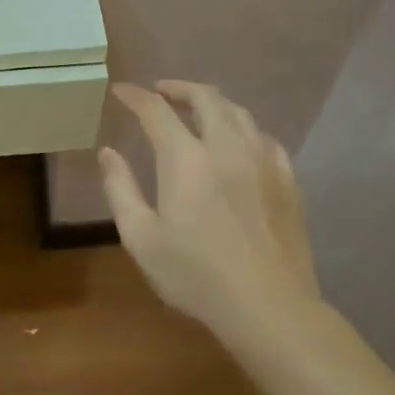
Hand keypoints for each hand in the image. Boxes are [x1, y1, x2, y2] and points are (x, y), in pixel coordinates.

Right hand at [98, 81, 320, 336]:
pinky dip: (243, 128)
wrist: (268, 305)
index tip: (121, 91)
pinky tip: (237, 142)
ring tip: (196, 110)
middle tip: (160, 92)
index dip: (135, 96)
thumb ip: (120, 189)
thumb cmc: (195, 275)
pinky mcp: (287, 179)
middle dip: (178, 88)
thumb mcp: (141, 237)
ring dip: (212, 103)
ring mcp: (263, 160)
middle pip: (206, 98)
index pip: (156, 111)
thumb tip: (108, 152)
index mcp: (186, 159)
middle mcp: (227, 147)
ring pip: (239, 112)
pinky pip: (264, 137)